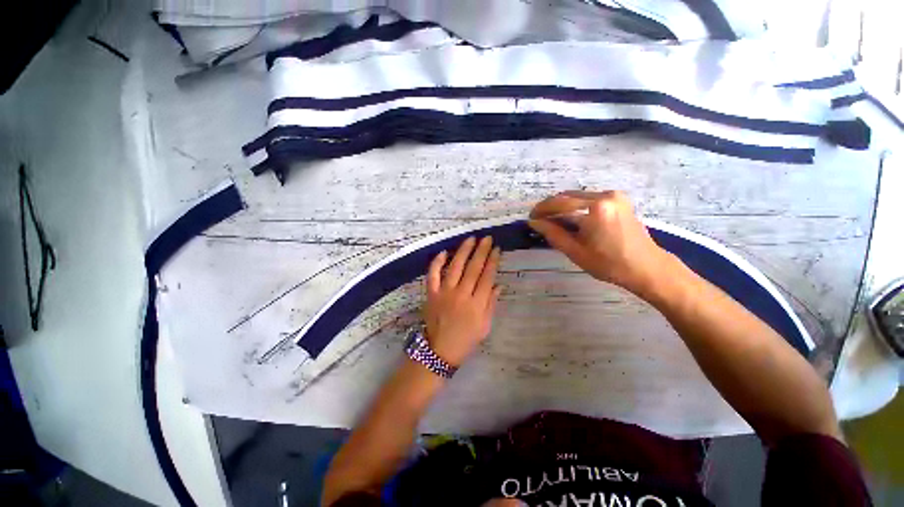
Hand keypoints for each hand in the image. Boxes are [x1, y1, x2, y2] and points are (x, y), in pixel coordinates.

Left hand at [424, 236, 501, 366]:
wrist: (440, 351)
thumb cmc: (466, 339)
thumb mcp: (485, 326)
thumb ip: (491, 304)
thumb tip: (498, 284)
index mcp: (477, 304)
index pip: (487, 277)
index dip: (493, 261)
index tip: (497, 249)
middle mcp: (461, 295)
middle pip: (473, 269)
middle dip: (482, 251)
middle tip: (487, 238)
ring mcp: (445, 293)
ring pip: (455, 267)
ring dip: (463, 251)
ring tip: (471, 239)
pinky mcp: (431, 293)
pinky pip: (433, 275)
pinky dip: (437, 263)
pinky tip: (443, 252)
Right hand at [528, 190, 671, 296]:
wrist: (647, 267)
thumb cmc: (609, 264)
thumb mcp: (575, 251)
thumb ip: (553, 233)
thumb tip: (534, 222)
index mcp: (595, 208)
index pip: (559, 203)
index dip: (541, 209)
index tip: (530, 217)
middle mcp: (605, 195)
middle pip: (568, 196)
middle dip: (550, 207)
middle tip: (539, 220)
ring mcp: (614, 195)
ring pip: (577, 197)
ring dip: (562, 207)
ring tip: (552, 221)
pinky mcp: (618, 199)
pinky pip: (589, 199)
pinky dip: (575, 207)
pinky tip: (570, 219)